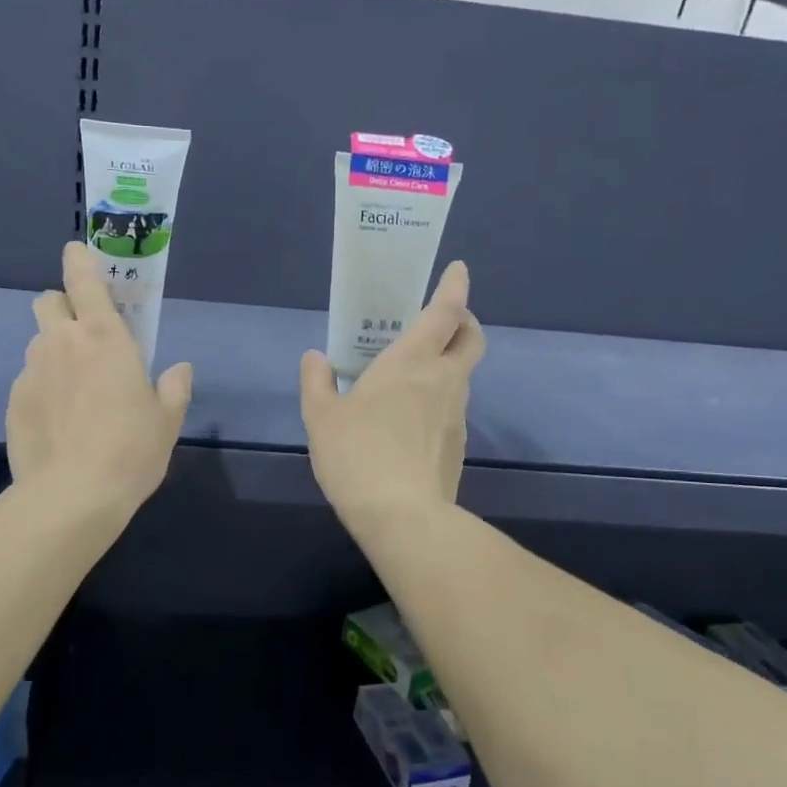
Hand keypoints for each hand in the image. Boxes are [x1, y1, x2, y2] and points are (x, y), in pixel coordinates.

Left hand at [6, 241, 193, 523]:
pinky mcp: (14, 401)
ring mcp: (32, 371)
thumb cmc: (130, 451)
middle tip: (84, 339)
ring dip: (54, 354)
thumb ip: (174, 388)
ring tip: (74, 394)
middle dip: (62, 308)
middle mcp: (61, 343)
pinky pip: (29, 382)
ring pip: (38, 344)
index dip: (78, 260)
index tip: (77, 252)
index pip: (83, 279)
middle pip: (48, 301)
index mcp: (104, 337)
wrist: (71, 496)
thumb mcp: (166, 421)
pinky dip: (42, 390)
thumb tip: (180, 369)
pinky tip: (57, 424)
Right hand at [300, 261, 485, 534]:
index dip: (454, 287)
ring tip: (411, 376)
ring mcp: (457, 414)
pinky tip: (409, 421)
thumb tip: (316, 358)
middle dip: (464, 321)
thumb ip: (317, 382)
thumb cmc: (357, 454)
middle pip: (471, 339)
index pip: (445, 312)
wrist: (402, 515)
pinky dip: (438, 400)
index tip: (457, 270)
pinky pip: (452, 409)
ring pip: (462, 375)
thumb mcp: (321, 417)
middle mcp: (444, 380)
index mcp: (412, 362)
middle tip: (441, 320)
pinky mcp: (458, 445)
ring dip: (447, 364)